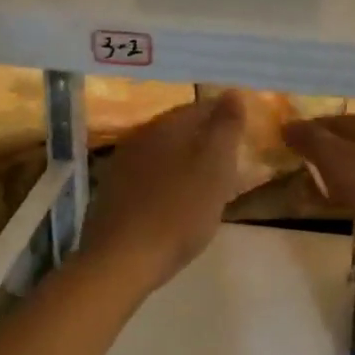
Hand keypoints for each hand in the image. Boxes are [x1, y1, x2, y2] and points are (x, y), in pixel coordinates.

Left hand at [80, 92, 246, 294]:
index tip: (243, 135)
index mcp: (165, 125)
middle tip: (230, 159)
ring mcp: (121, 165)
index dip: (225, 117)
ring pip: (163, 152)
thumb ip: (226, 127)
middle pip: (180, 129)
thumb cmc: (178, 211)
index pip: (201, 107)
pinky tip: (176, 202)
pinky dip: (167, 182)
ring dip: (185, 161)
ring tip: (207, 183)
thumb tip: (232, 93)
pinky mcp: (111, 194)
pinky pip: (148, 176)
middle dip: (205, 139)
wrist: (121, 262)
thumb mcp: (216, 167)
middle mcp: (139, 136)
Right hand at [281, 113, 354, 253]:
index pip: (328, 121)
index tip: (285, 150)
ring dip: (340, 175)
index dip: (305, 133)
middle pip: (346, 141)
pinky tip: (351, 206)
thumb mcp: (336, 159)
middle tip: (300, 173)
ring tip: (321, 194)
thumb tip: (286, 125)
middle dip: (323, 155)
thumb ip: (311, 140)